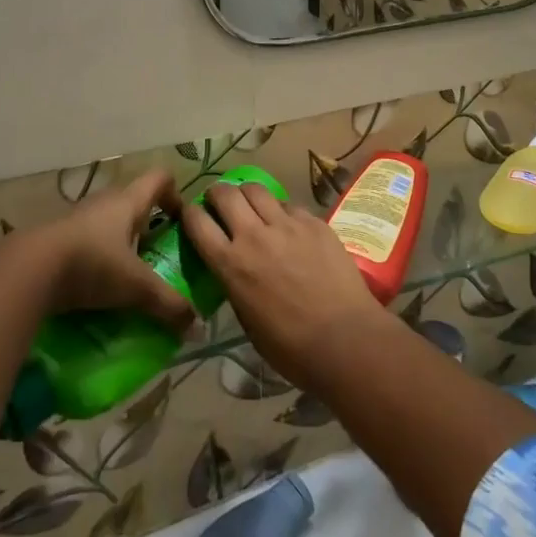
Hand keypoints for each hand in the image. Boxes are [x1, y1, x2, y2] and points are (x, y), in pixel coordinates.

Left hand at [35, 168, 195, 331]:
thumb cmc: (91, 264)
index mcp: (128, 201)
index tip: (181, 224)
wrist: (27, 271)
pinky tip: (97, 290)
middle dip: (149, 228)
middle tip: (158, 258)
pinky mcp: (57, 239)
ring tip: (129, 280)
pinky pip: (87, 243)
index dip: (175, 195)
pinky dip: (97, 260)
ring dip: (122, 246)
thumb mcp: (135, 287)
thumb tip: (196, 326)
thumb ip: (167, 304)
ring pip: (109, 225)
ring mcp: (77, 219)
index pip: (160, 178)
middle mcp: (104, 202)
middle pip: (135, 203)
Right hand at [183, 181, 388, 388]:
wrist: (345, 339)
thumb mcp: (248, 322)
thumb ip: (235, 286)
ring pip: (257, 189)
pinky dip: (281, 211)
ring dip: (247, 194)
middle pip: (225, 193)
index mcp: (231, 264)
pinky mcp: (313, 221)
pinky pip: (289, 205)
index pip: (197, 222)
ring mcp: (286, 224)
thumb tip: (233, 269)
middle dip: (217, 193)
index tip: (193, 215)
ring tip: (252, 205)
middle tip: (220, 203)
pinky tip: (288, 226)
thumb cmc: (291, 347)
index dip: (190, 213)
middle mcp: (254, 235)